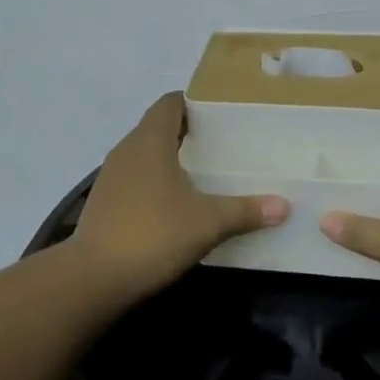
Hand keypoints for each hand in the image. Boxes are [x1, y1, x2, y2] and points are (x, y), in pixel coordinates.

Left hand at [73, 94, 289, 295]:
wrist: (94, 278)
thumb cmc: (153, 234)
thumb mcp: (208, 222)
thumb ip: (245, 211)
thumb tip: (284, 206)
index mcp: (150, 140)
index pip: (170, 102)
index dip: (195, 102)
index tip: (222, 113)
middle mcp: (127, 150)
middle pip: (158, 127)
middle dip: (189, 132)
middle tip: (224, 144)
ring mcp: (111, 176)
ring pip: (146, 154)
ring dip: (171, 158)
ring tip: (205, 172)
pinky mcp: (105, 202)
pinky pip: (136, 179)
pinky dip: (156, 182)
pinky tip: (177, 203)